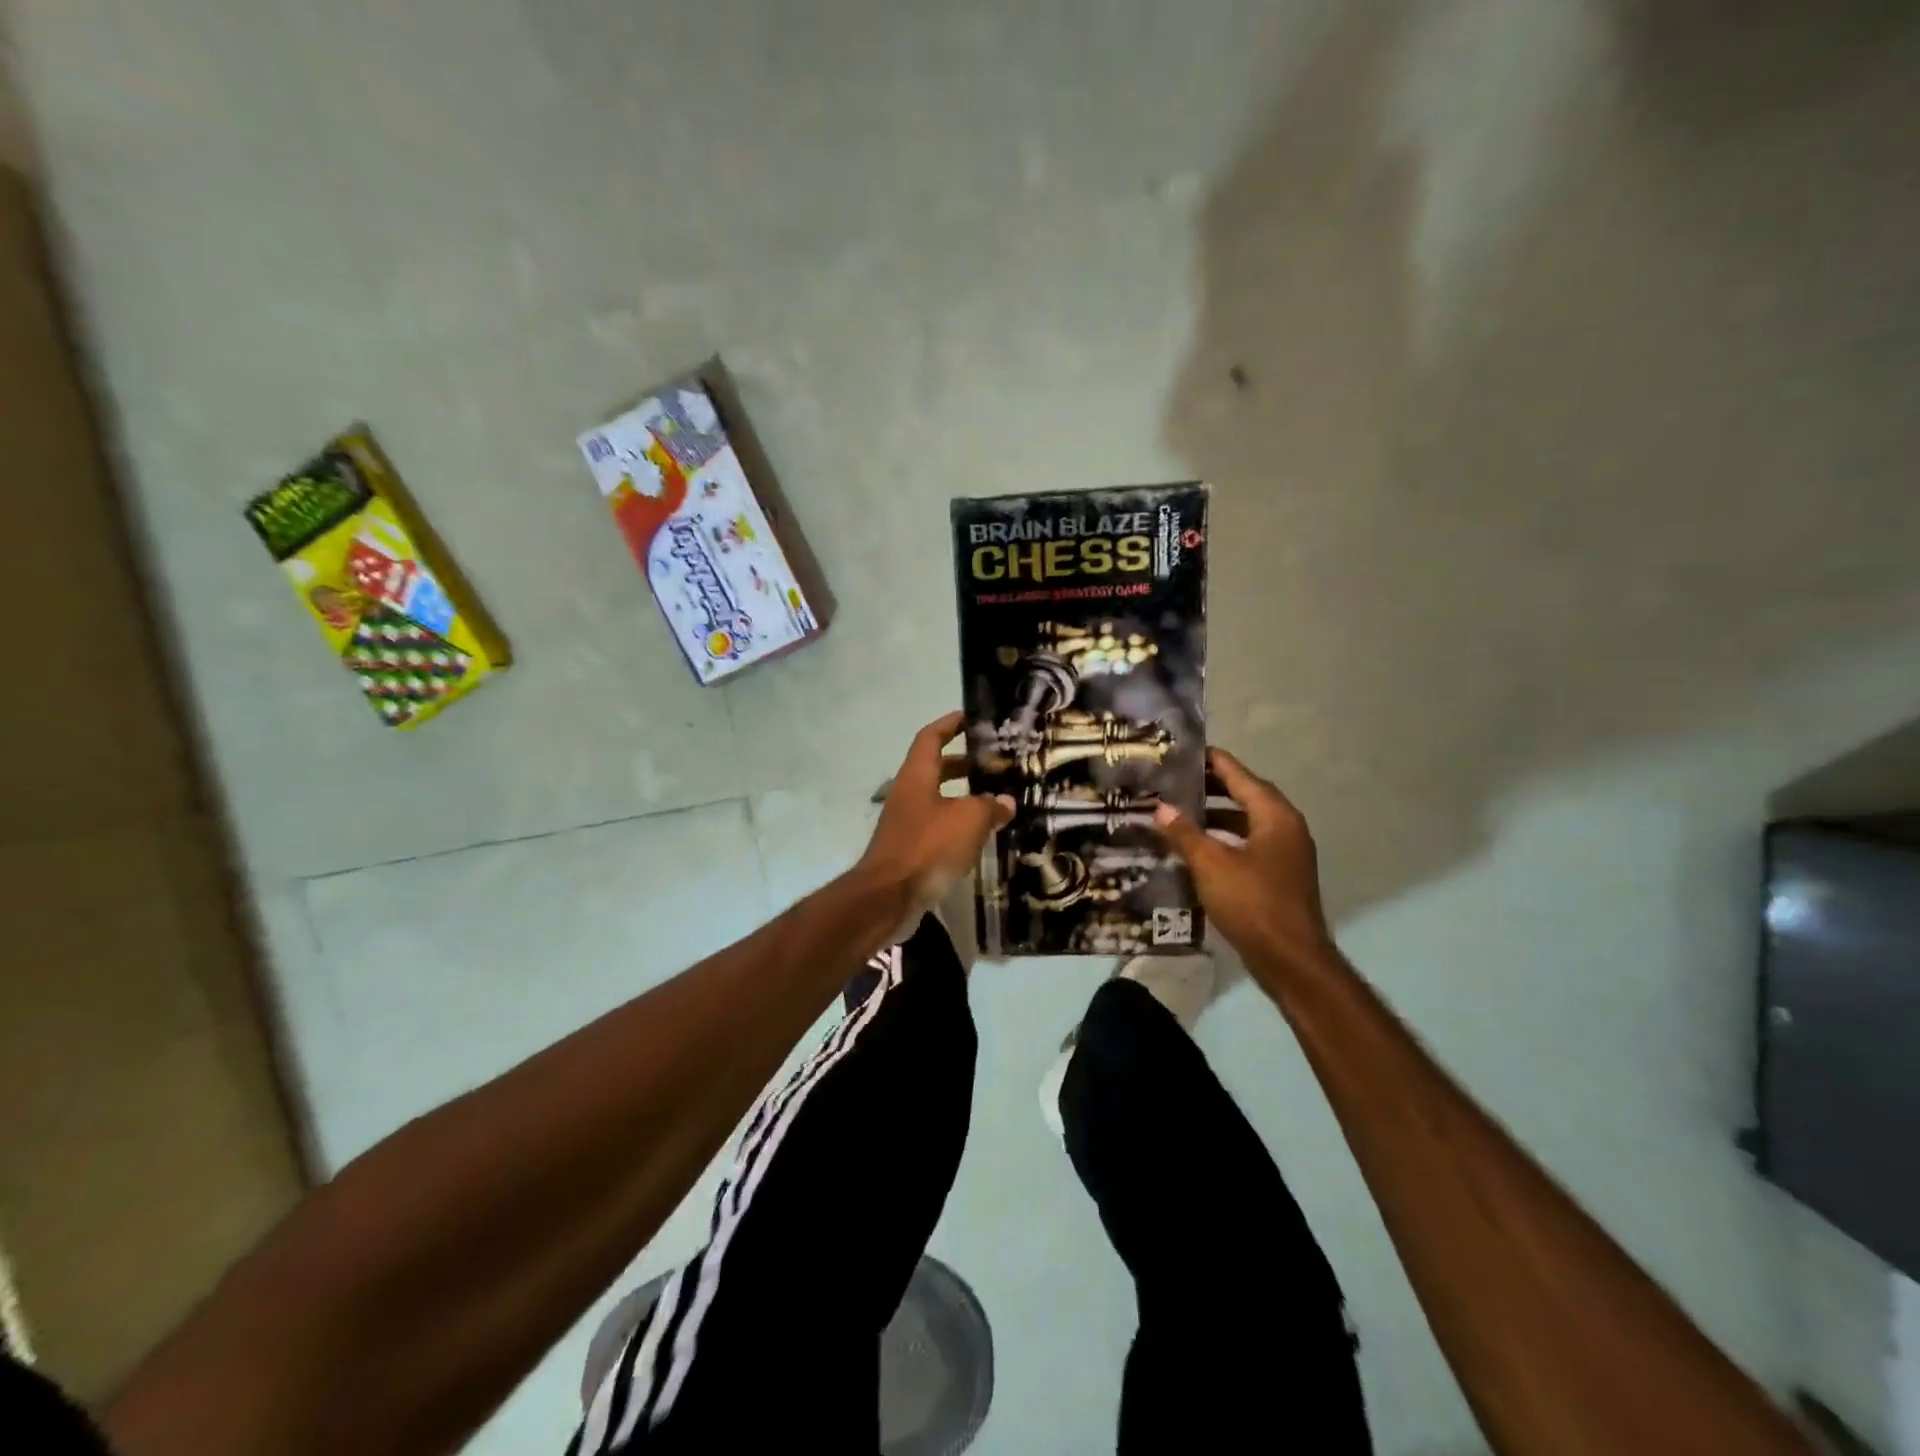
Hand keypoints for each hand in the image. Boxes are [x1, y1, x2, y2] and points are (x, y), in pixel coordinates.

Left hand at [859, 711, 1014, 919]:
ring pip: (938, 799)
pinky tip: (980, 835)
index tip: (972, 717)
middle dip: (963, 762)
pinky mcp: (910, 849)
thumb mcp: (968, 820)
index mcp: (917, 776)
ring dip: (963, 796)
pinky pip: (937, 826)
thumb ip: (990, 807)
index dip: (950, 723)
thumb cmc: (927, 847)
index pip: (931, 737)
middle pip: (935, 767)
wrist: (888, 897)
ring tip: (995, 799)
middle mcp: (908, 794)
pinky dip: (958, 824)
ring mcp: (906, 822)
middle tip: (994, 762)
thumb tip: (1005, 802)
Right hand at [1153, 748, 1334, 971]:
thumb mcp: (1211, 864)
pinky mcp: (1278, 876)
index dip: (1211, 761)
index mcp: (1275, 816)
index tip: (1183, 751)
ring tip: (1178, 811)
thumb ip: (1185, 833)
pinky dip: (1223, 839)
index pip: (1239, 775)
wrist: (1290, 960)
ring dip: (1215, 815)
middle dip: (1210, 788)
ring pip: (1246, 822)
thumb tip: (1161, 808)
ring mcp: (1285, 853)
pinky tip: (1196, 847)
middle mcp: (1285, 827)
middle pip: (1245, 795)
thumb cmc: (1253, 902)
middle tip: (1173, 780)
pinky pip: (1247, 844)